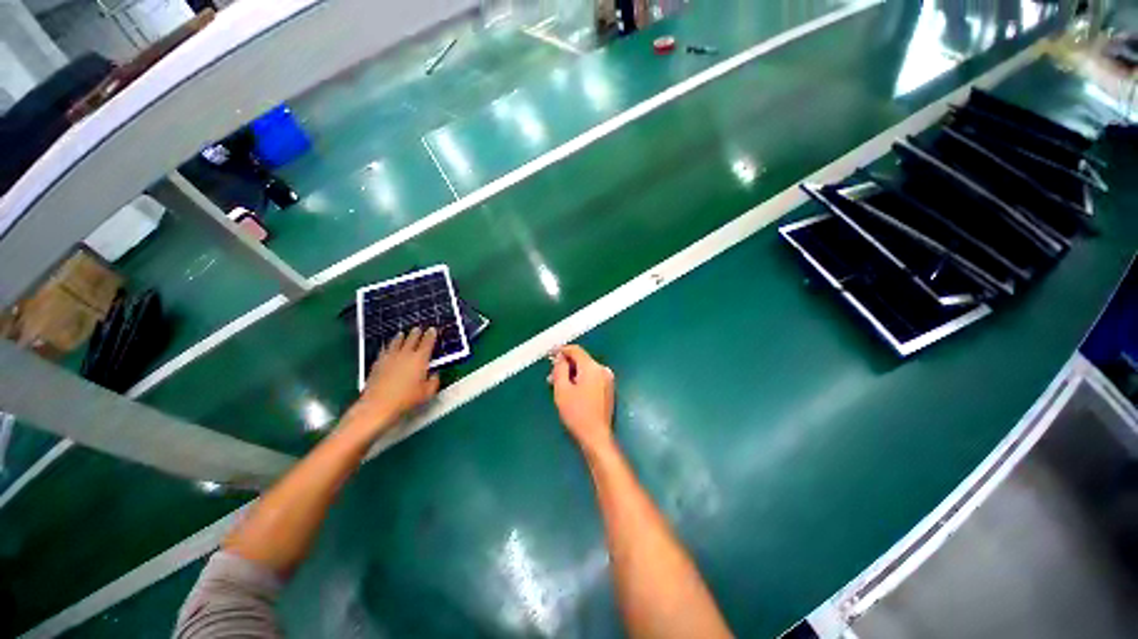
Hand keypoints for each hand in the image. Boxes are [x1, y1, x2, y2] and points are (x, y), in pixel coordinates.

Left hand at [345, 327, 440, 438]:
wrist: (378, 405)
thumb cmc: (406, 399)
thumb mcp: (427, 393)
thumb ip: (433, 381)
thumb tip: (434, 374)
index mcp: (420, 359)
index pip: (427, 342)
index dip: (431, 335)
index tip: (433, 329)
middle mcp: (405, 354)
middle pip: (411, 339)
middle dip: (416, 333)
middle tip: (418, 328)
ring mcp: (390, 357)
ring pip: (396, 342)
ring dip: (401, 337)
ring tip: (402, 333)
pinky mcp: (378, 363)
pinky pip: (384, 350)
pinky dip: (388, 347)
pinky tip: (387, 348)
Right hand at [549, 345, 615, 452]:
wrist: (596, 436)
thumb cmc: (577, 413)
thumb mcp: (562, 390)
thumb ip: (560, 369)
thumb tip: (560, 357)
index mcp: (592, 367)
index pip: (576, 350)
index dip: (561, 350)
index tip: (550, 353)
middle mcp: (602, 369)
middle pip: (581, 360)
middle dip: (566, 365)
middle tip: (551, 375)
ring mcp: (607, 379)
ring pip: (586, 369)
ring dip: (572, 373)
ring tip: (558, 384)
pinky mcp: (608, 388)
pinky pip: (592, 377)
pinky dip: (581, 379)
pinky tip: (571, 389)